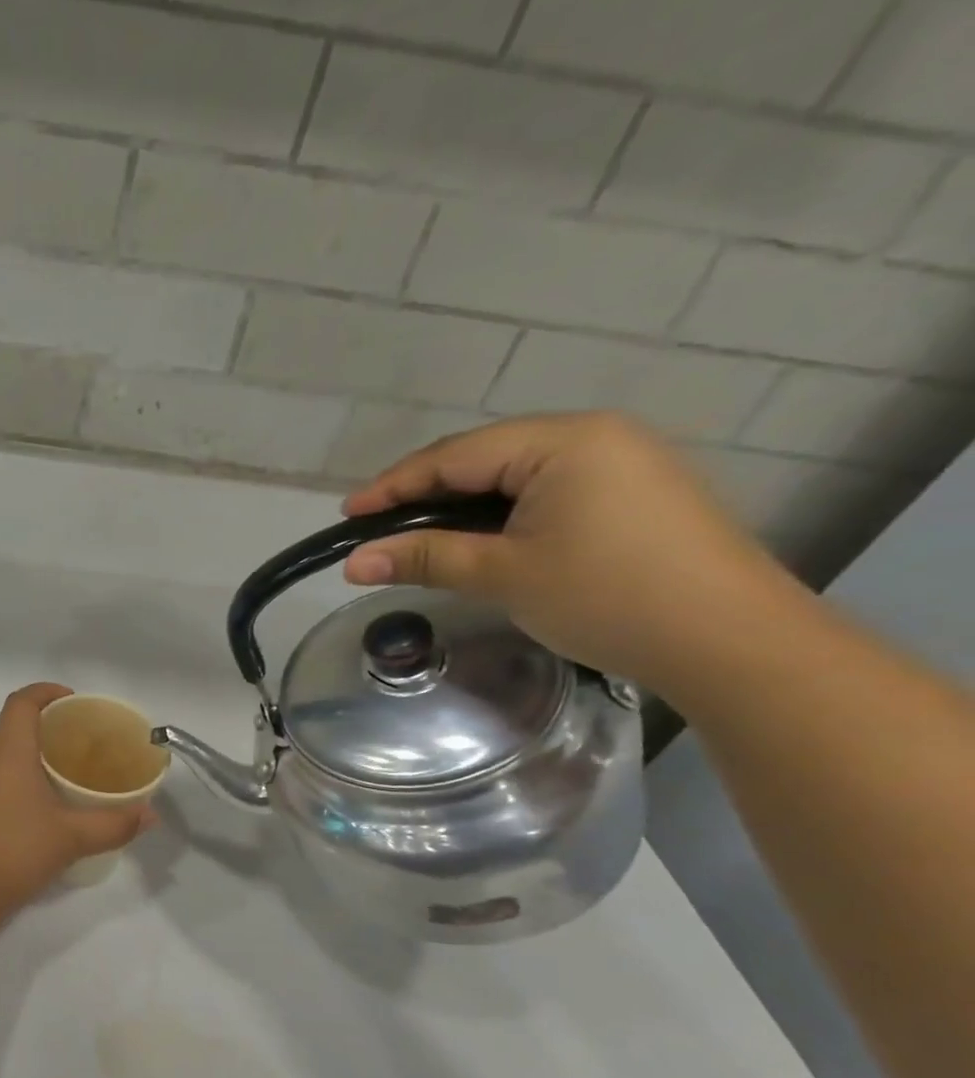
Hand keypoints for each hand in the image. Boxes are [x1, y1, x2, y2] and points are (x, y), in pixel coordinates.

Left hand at [0, 684, 154, 913]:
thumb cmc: (13, 850)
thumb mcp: (71, 837)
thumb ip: (114, 824)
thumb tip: (150, 815)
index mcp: (8, 751)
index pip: (22, 702)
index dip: (47, 692)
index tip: (75, 702)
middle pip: (14, 724)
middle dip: (48, 723)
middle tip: (83, 739)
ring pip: (5, 752)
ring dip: (35, 751)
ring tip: (70, 769)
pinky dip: (23, 775)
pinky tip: (46, 803)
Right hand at [341, 413, 791, 694]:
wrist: (731, 641)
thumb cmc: (608, 597)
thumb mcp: (504, 575)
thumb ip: (425, 558)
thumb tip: (353, 562)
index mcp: (564, 441)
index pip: (455, 455)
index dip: (394, 485)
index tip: (347, 514)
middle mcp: (594, 436)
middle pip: (484, 458)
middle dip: (425, 493)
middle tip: (377, 528)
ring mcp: (621, 462)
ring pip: (514, 475)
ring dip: (462, 505)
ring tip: (418, 536)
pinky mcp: (633, 494)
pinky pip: (546, 491)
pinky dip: (501, 514)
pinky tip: (480, 539)